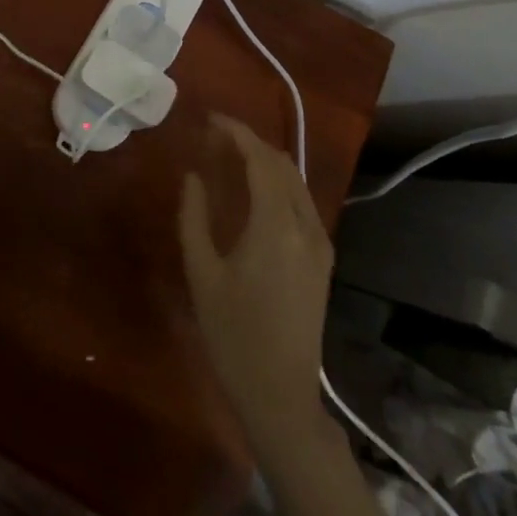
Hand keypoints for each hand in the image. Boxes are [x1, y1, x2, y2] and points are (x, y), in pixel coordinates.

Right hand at [178, 115, 332, 449]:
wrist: (282, 396)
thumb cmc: (233, 335)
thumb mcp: (202, 273)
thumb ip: (194, 217)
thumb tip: (193, 176)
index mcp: (276, 226)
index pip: (260, 159)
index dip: (236, 133)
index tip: (210, 119)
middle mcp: (305, 226)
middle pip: (282, 164)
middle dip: (250, 142)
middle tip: (215, 137)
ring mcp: (319, 243)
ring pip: (295, 182)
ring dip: (265, 161)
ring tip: (231, 156)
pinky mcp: (322, 259)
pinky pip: (301, 202)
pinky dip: (278, 183)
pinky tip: (254, 189)